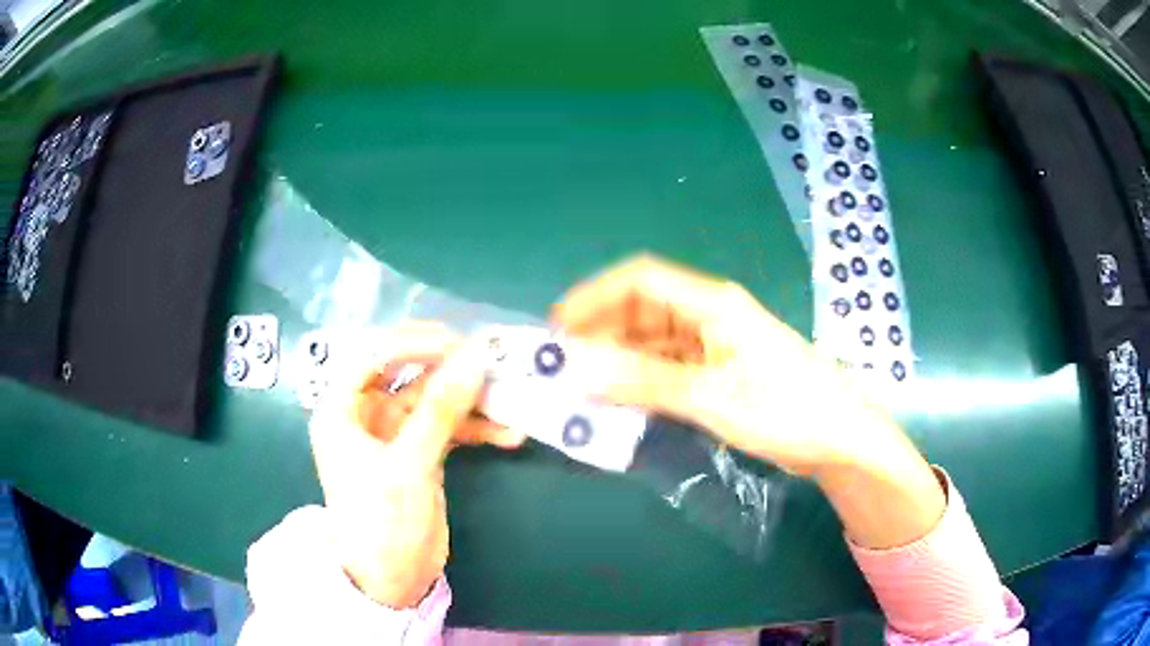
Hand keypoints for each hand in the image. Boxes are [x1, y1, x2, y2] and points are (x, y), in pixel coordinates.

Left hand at [308, 323, 523, 607]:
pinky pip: (448, 427)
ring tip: (507, 398)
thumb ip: (440, 411)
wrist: (392, 580)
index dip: (411, 343)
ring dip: (469, 400)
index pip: (371, 356)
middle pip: (406, 373)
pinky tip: (506, 435)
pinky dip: (476, 428)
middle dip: (446, 367)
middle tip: (486, 359)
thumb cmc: (382, 521)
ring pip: (433, 400)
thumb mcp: (409, 465)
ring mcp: (395, 434)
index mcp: (342, 410)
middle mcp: (365, 415)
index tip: (456, 343)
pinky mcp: (420, 453)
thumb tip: (474, 357)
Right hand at [551, 255, 943, 547]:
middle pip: (643, 309)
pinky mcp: (719, 371)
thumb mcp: (713, 398)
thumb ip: (646, 382)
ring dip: (619, 358)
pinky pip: (668, 365)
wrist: (839, 439)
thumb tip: (581, 369)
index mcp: (712, 305)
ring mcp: (715, 344)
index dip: (594, 297)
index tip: (558, 329)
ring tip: (584, 386)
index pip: (640, 281)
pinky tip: (621, 398)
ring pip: (653, 339)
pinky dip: (641, 378)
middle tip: (564, 367)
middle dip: (601, 331)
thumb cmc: (787, 410)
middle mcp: (709, 315)